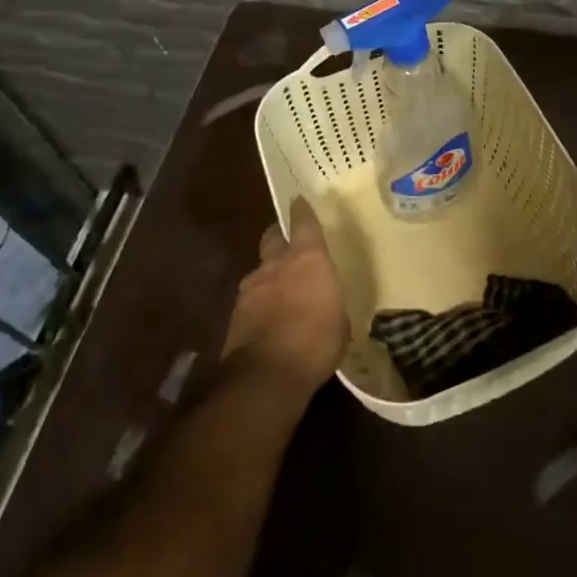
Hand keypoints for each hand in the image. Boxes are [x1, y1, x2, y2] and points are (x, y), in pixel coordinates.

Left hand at [224, 198, 349, 392]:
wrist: (266, 375)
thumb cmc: (316, 342)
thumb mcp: (341, 320)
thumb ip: (331, 300)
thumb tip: (328, 300)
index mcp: (307, 258)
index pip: (303, 222)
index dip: (302, 210)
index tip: (300, 201)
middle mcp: (275, 264)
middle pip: (272, 238)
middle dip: (279, 237)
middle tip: (290, 245)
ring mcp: (251, 288)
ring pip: (260, 270)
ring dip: (270, 275)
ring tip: (282, 291)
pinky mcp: (235, 314)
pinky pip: (251, 298)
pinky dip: (260, 302)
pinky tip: (270, 319)